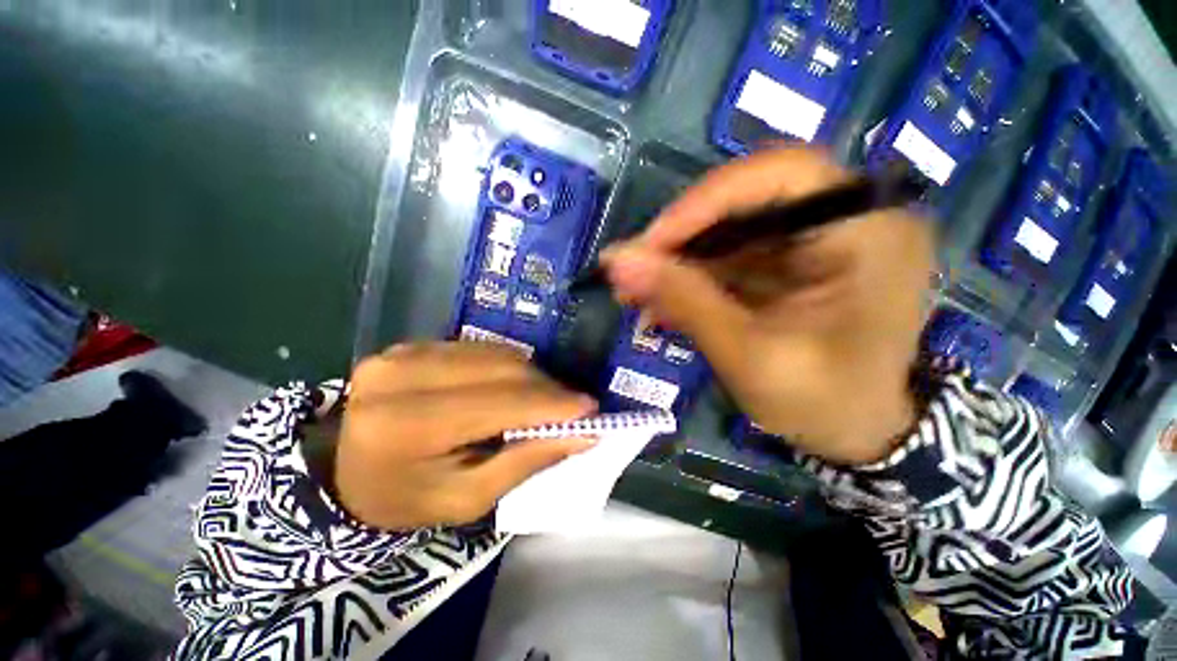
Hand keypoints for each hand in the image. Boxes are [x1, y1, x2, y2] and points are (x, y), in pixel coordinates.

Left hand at [333, 342, 596, 529]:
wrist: (344, 472)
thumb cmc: (405, 500)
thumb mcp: (467, 499)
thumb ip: (525, 462)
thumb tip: (582, 434)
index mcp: (404, 426)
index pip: (497, 403)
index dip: (549, 404)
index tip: (590, 408)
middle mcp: (400, 376)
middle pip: (500, 369)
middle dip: (546, 387)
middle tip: (574, 405)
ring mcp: (403, 352)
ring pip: (494, 353)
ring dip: (531, 375)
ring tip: (549, 398)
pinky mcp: (411, 344)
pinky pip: (478, 349)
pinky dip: (507, 366)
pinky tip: (517, 385)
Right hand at [602, 147, 933, 464]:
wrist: (851, 434)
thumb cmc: (820, 403)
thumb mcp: (748, 354)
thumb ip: (684, 300)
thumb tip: (616, 260)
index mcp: (866, 232)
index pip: (781, 173)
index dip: (707, 199)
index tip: (652, 243)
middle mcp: (843, 221)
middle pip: (745, 200)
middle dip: (681, 238)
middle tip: (633, 270)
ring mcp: (811, 242)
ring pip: (727, 231)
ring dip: (676, 262)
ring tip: (633, 293)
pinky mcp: (785, 264)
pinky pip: (726, 258)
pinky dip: (688, 278)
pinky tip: (658, 302)